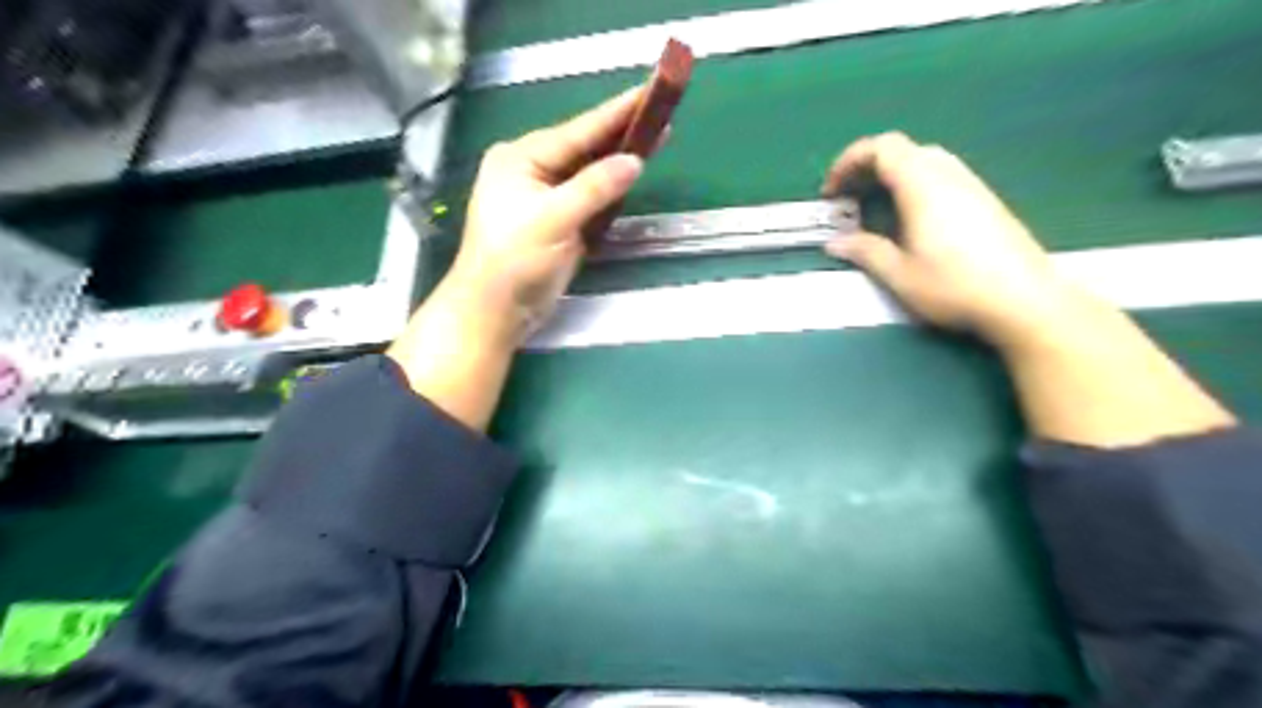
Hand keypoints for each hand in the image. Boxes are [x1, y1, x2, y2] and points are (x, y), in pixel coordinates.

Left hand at [387, 89, 643, 431]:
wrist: (495, 311)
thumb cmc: (513, 261)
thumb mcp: (552, 219)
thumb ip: (593, 188)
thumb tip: (634, 161)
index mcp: (521, 158)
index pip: (577, 131)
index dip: (615, 113)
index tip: (647, 93)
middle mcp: (533, 171)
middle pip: (584, 148)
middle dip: (621, 134)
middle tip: (660, 114)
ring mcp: (546, 197)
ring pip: (589, 172)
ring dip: (619, 160)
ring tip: (655, 138)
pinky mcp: (559, 222)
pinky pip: (590, 197)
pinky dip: (611, 188)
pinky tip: (632, 175)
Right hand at [819, 130, 1083, 349]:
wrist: (1024, 299)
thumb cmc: (954, 286)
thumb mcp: (899, 274)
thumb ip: (865, 252)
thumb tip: (836, 243)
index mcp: (923, 185)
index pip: (882, 148)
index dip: (849, 161)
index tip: (831, 191)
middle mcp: (948, 175)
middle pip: (902, 150)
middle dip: (868, 168)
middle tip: (849, 199)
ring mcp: (971, 185)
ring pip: (924, 161)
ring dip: (892, 176)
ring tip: (876, 208)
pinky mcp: (985, 200)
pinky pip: (942, 176)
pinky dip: (914, 185)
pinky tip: (911, 219)